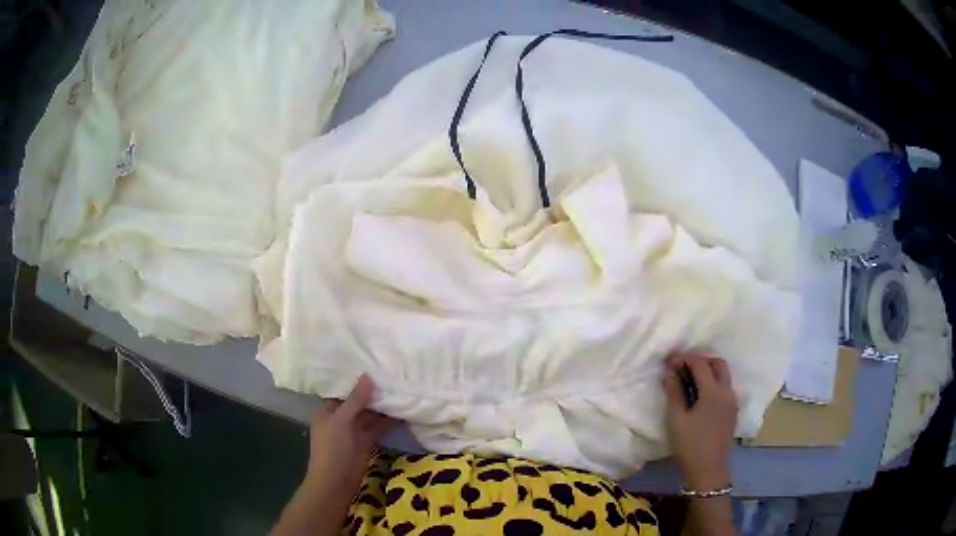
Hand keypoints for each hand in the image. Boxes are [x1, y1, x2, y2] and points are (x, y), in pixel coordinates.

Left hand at [303, 375, 398, 494]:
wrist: (336, 481)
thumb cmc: (332, 448)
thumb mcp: (341, 421)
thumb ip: (356, 400)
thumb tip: (368, 376)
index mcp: (328, 410)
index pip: (343, 390)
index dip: (357, 380)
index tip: (375, 366)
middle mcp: (341, 418)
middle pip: (358, 402)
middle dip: (373, 393)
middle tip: (393, 376)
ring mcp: (354, 430)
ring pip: (370, 414)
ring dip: (383, 406)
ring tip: (402, 390)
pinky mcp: (366, 442)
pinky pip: (378, 428)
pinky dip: (389, 421)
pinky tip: (403, 412)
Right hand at [662, 354, 736, 490]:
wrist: (708, 470)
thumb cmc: (690, 444)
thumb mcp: (676, 419)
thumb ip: (674, 393)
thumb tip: (669, 373)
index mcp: (713, 391)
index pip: (700, 364)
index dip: (684, 359)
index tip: (668, 362)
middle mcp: (727, 391)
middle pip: (718, 364)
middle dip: (701, 360)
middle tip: (682, 367)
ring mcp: (732, 402)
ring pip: (723, 375)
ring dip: (708, 371)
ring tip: (688, 381)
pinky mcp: (731, 412)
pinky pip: (725, 388)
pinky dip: (713, 383)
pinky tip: (699, 396)